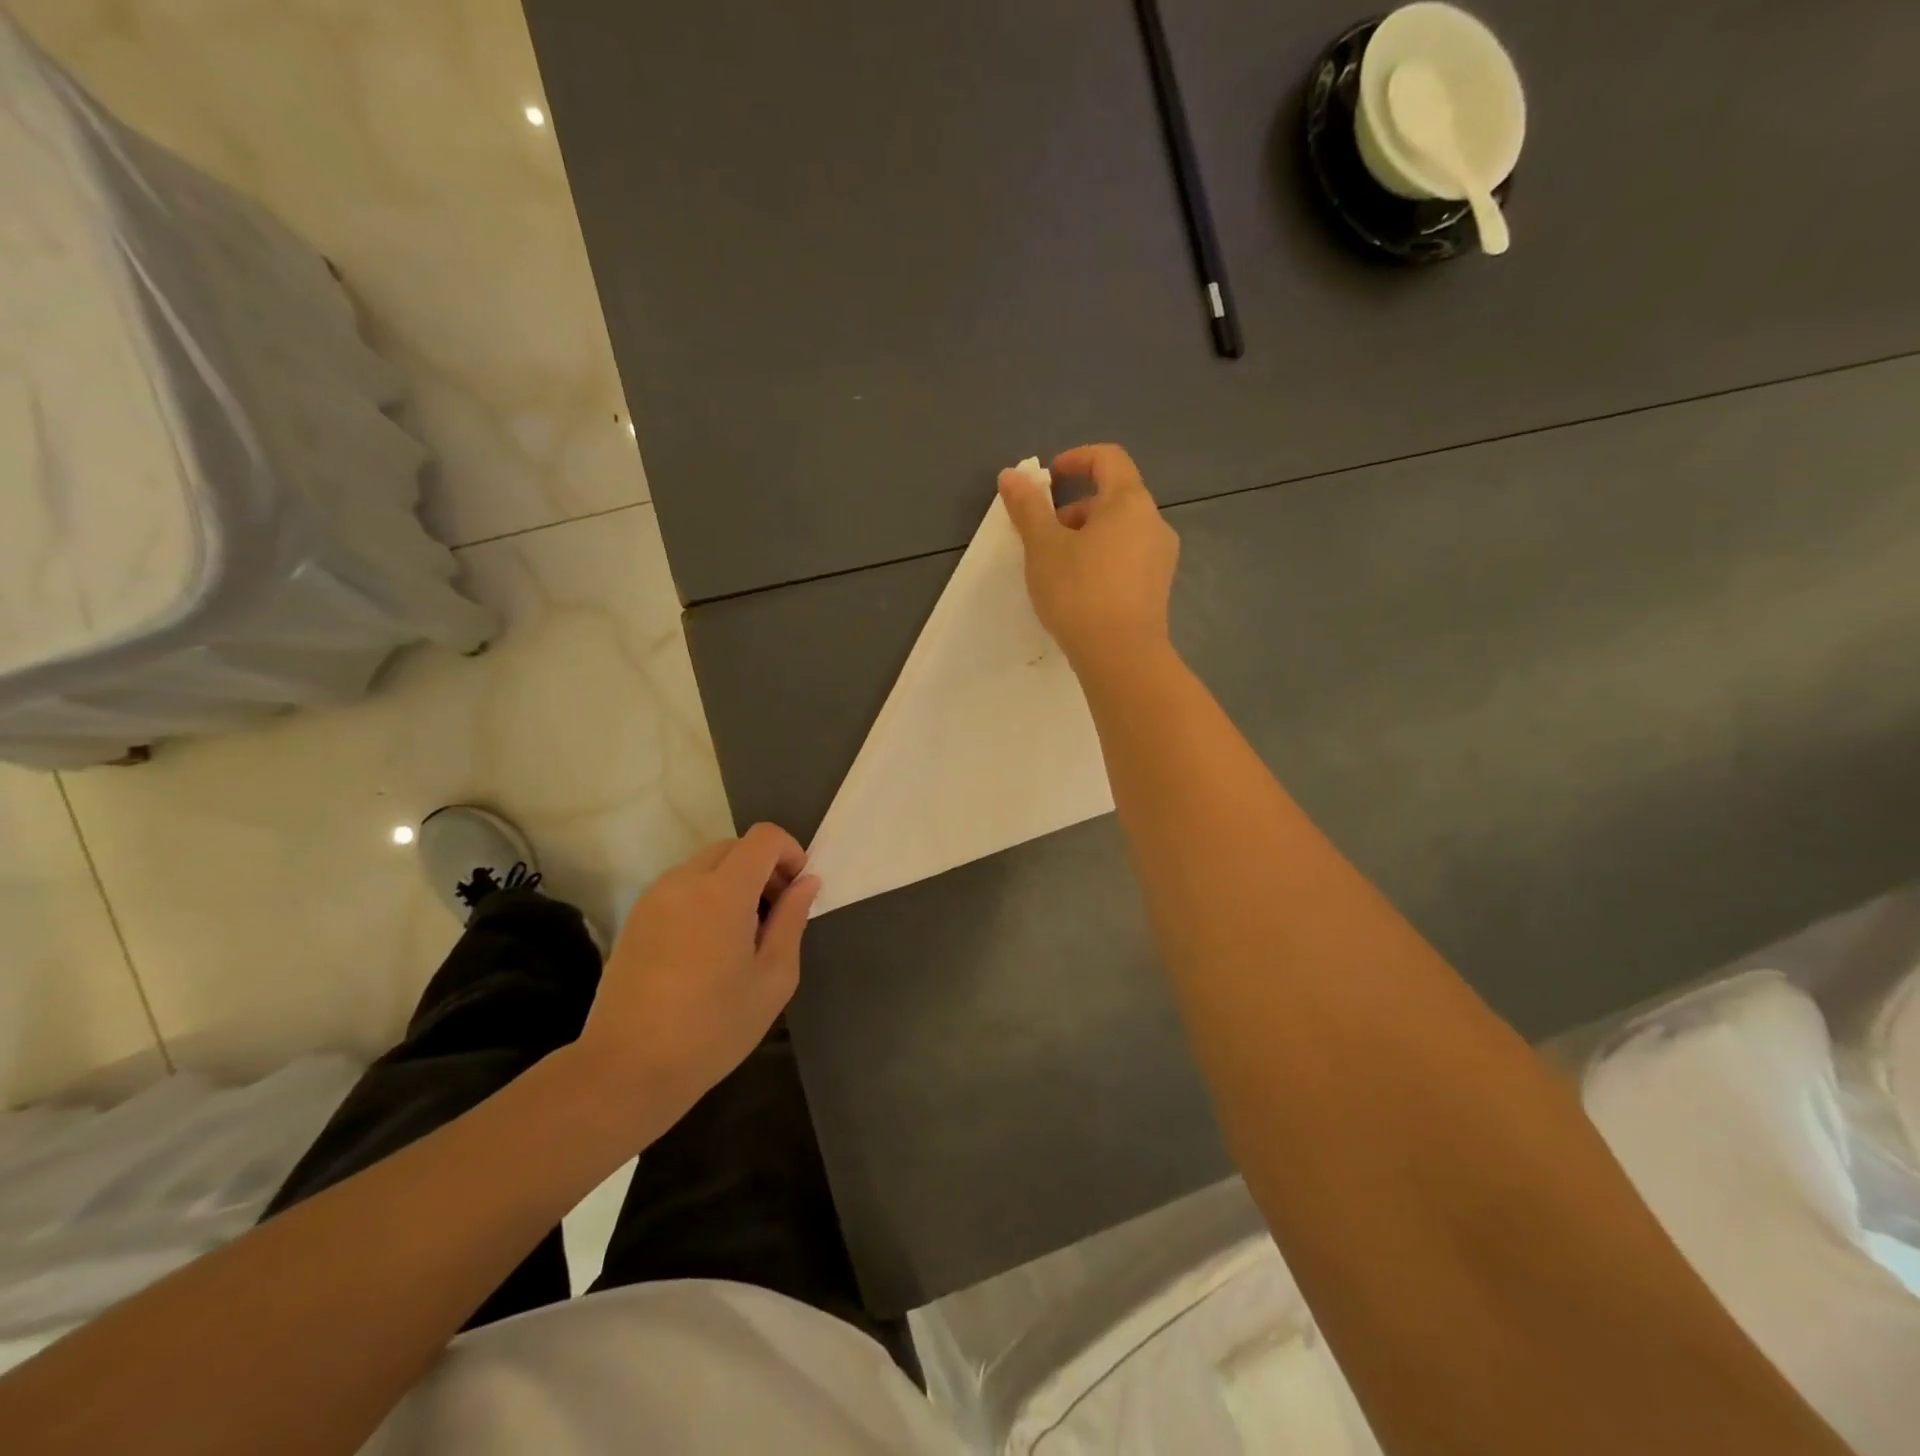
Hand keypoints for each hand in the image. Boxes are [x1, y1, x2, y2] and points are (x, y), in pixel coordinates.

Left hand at [573, 823, 819, 1116]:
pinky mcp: (635, 918)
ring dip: (733, 882)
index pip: (763, 838)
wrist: (628, 1068)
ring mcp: (654, 898)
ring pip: (705, 866)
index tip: (797, 889)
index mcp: (723, 892)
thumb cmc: (713, 1027)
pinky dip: (705, 897)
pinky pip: (681, 887)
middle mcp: (684, 881)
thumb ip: (792, 920)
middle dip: (763, 868)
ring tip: (741, 935)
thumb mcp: (773, 978)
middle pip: (734, 847)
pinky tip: (707, 948)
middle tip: (775, 915)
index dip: (790, 852)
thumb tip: (806, 882)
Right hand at [998, 443, 1179, 674]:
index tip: (1049, 478)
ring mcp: (1161, 557)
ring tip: (1058, 567)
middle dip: (1076, 508)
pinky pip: (1129, 558)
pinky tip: (1081, 590)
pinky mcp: (1158, 588)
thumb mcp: (1043, 547)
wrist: (1121, 656)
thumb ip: (1028, 508)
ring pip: (1121, 531)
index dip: (1077, 459)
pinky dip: (1104, 559)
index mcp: (1129, 502)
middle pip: (1114, 497)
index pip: (1109, 458)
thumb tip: (1011, 475)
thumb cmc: (1079, 592)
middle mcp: (1153, 522)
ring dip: (1088, 536)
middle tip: (1045, 535)